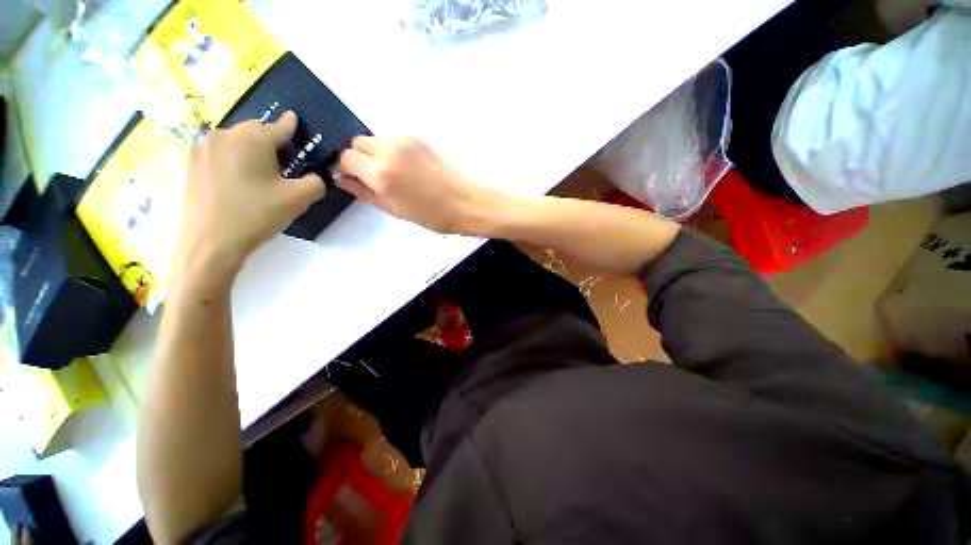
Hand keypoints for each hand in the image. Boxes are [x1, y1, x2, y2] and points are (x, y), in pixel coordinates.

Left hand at [174, 112, 324, 282]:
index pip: (279, 126)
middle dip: (271, 143)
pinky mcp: (191, 165)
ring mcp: (203, 149)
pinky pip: (221, 155)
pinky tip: (240, 183)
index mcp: (251, 138)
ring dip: (252, 152)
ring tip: (261, 175)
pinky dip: (235, 162)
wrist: (210, 242)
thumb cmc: (257, 214)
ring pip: (236, 143)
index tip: (295, 120)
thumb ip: (316, 182)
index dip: (291, 124)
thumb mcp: (299, 199)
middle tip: (284, 165)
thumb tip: (314, 178)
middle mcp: (224, 135)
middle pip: (255, 132)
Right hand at [337, 136, 498, 234]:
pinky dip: (393, 152)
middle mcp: (390, 150)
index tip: (356, 180)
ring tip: (395, 176)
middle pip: (357, 143)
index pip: (345, 158)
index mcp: (382, 173)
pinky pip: (394, 141)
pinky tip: (409, 169)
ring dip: (376, 154)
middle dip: (359, 159)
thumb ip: (364, 192)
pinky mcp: (419, 138)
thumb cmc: (434, 215)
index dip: (348, 170)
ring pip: (375, 140)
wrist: (467, 202)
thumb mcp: (395, 210)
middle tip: (374, 178)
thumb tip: (344, 179)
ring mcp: (406, 140)